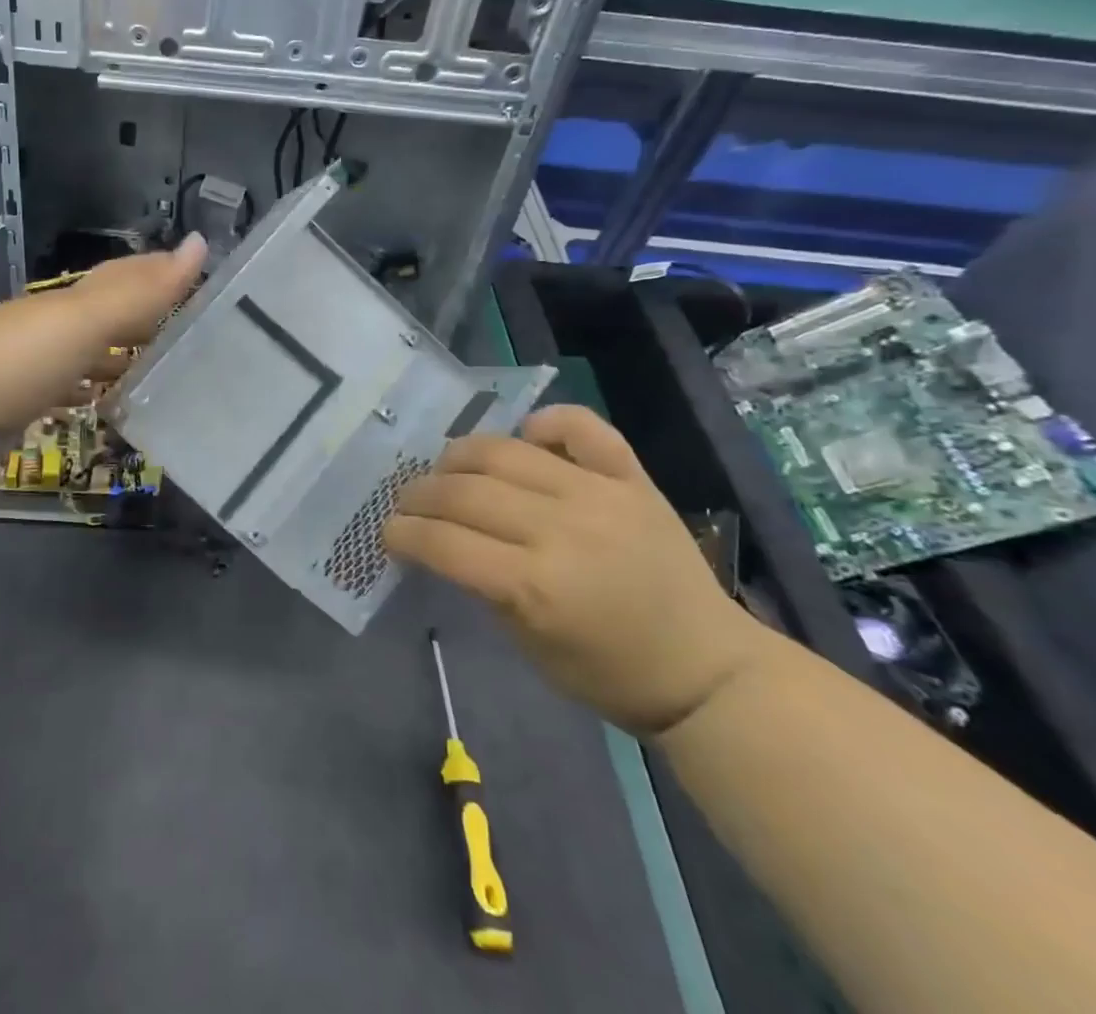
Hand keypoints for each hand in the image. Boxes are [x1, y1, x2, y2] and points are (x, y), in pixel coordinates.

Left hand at [0, 234, 207, 451]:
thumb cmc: (20, 358)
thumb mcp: (85, 319)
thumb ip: (141, 291)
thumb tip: (201, 243)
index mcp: (63, 304)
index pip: (118, 278)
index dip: (156, 271)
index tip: (193, 270)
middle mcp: (45, 328)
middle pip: (100, 316)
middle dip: (138, 316)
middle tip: (184, 327)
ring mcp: (26, 369)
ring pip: (82, 356)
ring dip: (114, 357)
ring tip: (154, 370)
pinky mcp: (13, 409)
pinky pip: (61, 393)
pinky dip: (85, 393)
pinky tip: (99, 405)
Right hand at [384, 405, 772, 736]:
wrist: (708, 671)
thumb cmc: (608, 673)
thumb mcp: (527, 644)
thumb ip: (481, 585)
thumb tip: (441, 539)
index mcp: (535, 586)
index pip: (444, 542)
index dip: (404, 532)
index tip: (388, 533)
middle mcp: (562, 529)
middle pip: (465, 491)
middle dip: (421, 494)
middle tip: (409, 503)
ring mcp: (599, 495)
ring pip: (505, 450)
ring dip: (460, 455)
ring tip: (448, 470)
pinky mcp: (631, 478)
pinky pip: (581, 427)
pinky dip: (546, 423)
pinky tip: (526, 434)